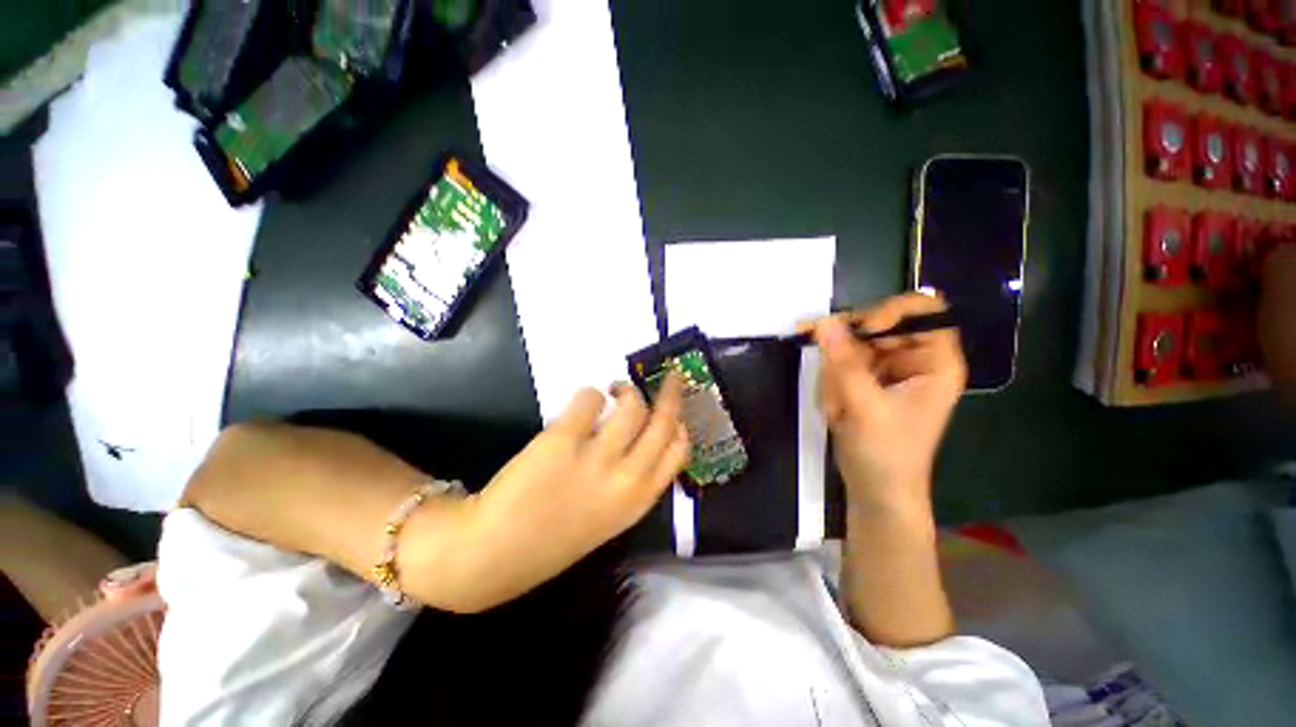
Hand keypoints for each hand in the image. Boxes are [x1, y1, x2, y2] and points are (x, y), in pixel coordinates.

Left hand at [448, 377, 689, 611]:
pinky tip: (583, 404)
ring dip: (626, 390)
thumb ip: (632, 480)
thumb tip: (640, 434)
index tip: (675, 409)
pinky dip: (590, 395)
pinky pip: (589, 398)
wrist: (493, 553)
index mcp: (638, 500)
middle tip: (669, 377)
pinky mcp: (562, 440)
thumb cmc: (554, 537)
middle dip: (670, 393)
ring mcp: (595, 458)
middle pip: (663, 422)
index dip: (680, 424)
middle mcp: (626, 478)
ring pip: (631, 405)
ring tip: (613, 391)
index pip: (678, 452)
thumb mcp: (610, 517)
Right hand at [812, 293, 965, 517]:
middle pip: (878, 325)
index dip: (890, 312)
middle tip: (825, 366)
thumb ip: (843, 363)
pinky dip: (831, 383)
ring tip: (838, 408)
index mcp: (935, 362)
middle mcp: (914, 359)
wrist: (875, 490)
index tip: (860, 330)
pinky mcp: (867, 380)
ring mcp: (888, 369)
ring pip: (852, 345)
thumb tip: (823, 322)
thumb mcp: (864, 407)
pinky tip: (836, 410)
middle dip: (847, 348)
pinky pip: (841, 363)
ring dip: (835, 373)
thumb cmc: (885, 453)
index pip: (923, 311)